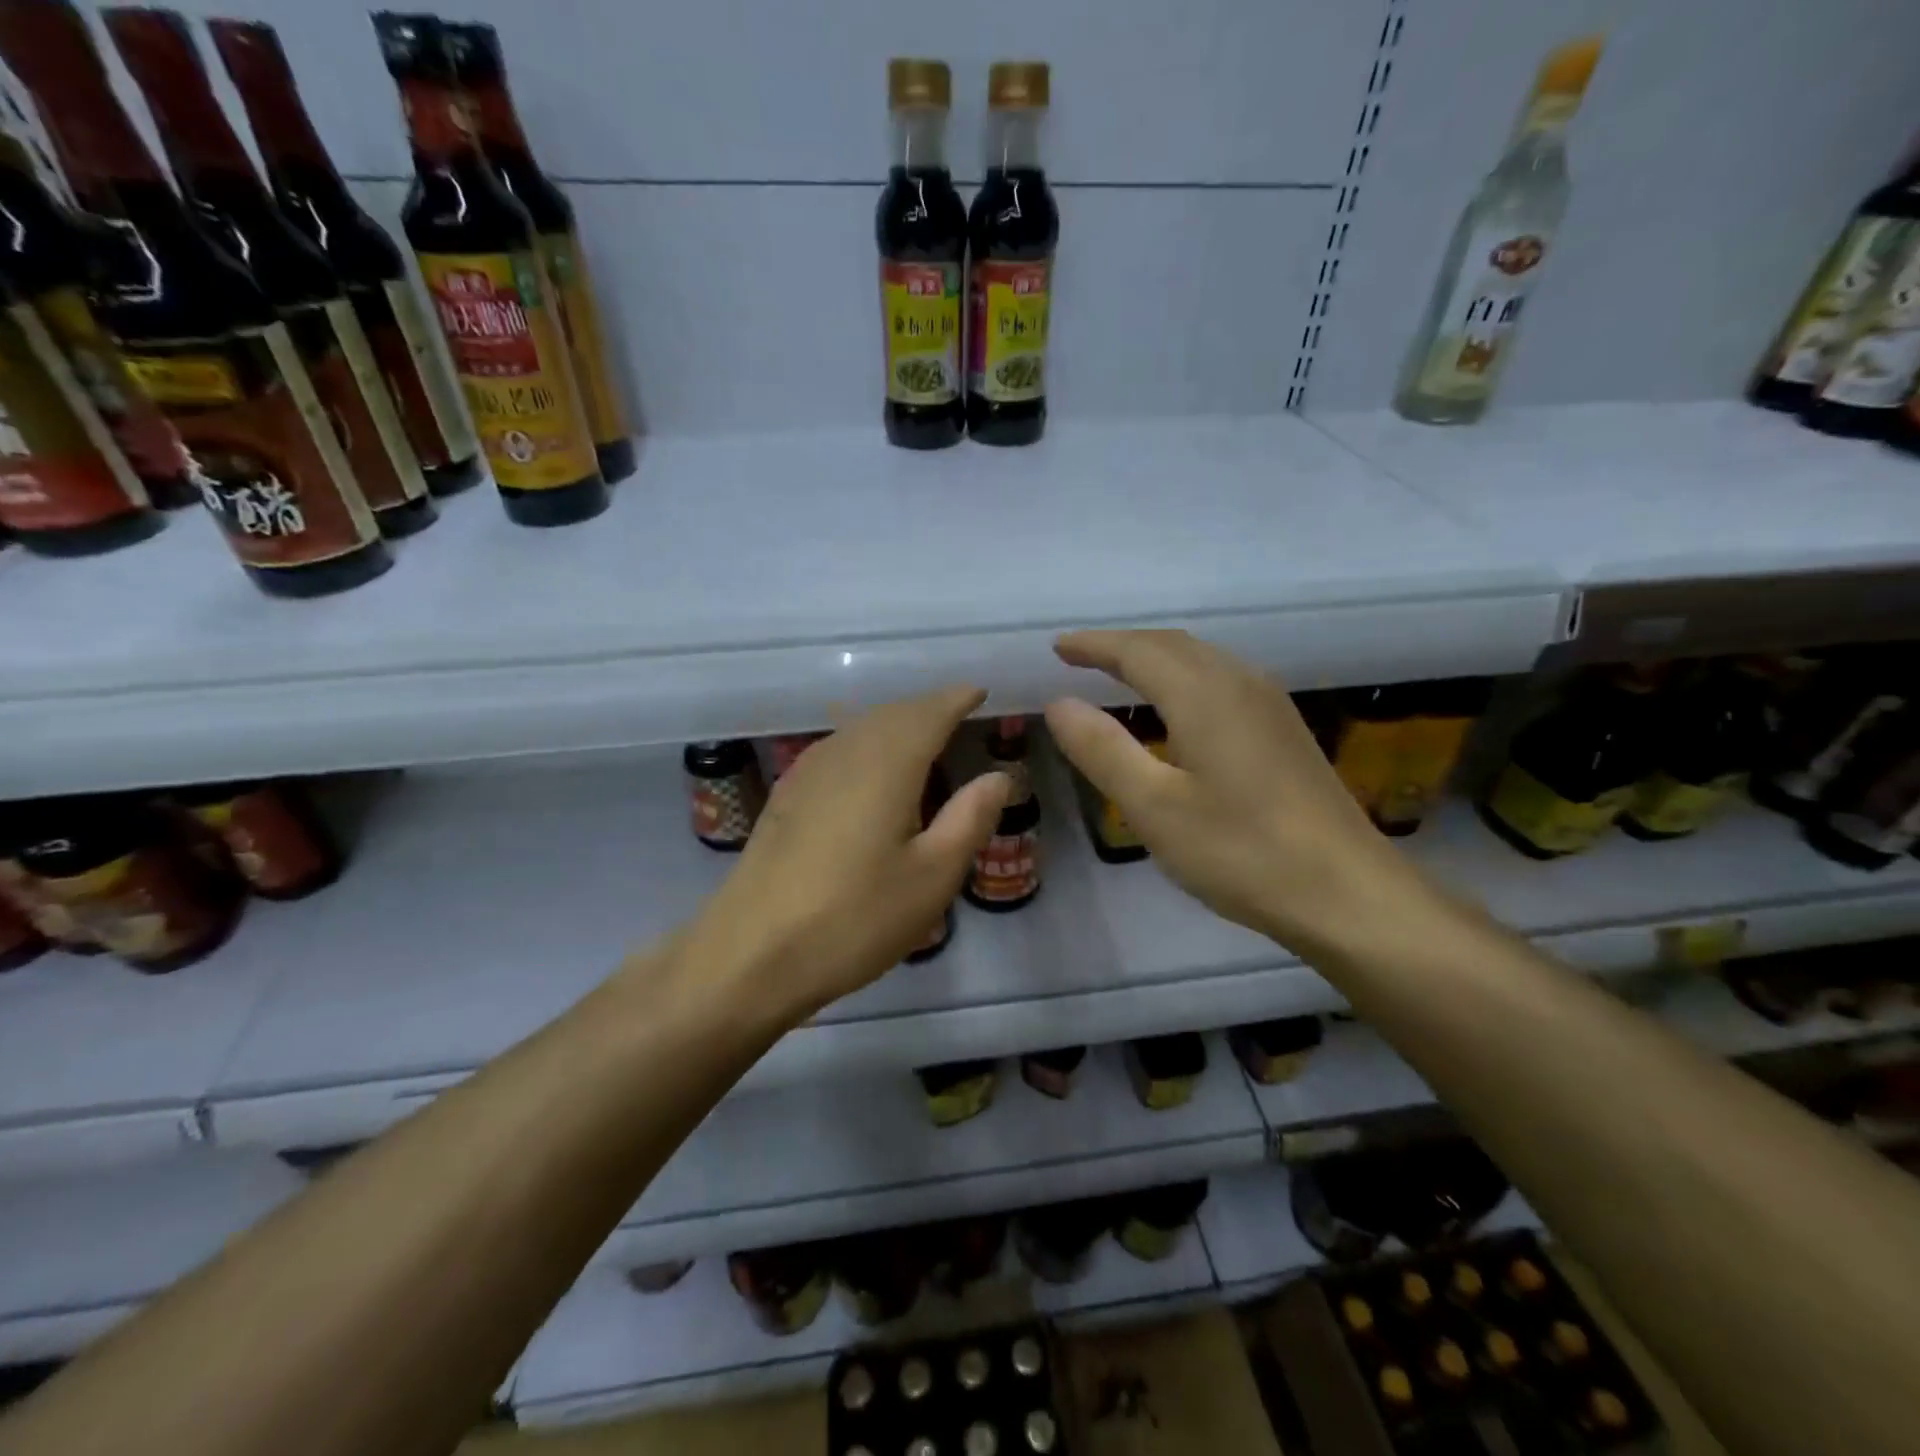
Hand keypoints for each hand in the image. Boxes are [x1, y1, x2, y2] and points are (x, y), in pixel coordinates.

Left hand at [679, 688, 1010, 1020]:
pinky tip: (872, 767)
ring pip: (862, 727)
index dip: (957, 699)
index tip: (980, 693)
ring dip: (897, 722)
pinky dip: (868, 742)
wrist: (750, 953)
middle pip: (893, 713)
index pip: (929, 713)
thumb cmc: (854, 918)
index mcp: (887, 764)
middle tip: (959, 714)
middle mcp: (846, 752)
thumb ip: (969, 819)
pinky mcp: (787, 794)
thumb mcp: (931, 878)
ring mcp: (808, 770)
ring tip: (924, 736)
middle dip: (928, 708)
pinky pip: (839, 746)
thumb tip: (998, 776)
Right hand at [1044, 630, 1422, 955]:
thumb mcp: (1155, 807)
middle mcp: (1240, 684)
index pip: (1137, 651)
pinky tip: (1176, 709)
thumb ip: (1102, 751)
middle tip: (1078, 658)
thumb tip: (1058, 704)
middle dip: (1121, 646)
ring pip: (1201, 660)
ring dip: (1154, 659)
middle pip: (1172, 646)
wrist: (1348, 893)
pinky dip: (1182, 678)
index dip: (1093, 645)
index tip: (1057, 647)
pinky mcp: (1284, 730)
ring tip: (1117, 675)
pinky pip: (1221, 680)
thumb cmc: (1242, 852)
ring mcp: (1270, 705)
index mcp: (1204, 695)